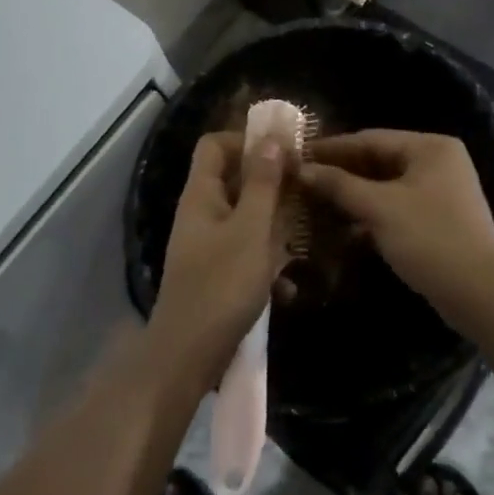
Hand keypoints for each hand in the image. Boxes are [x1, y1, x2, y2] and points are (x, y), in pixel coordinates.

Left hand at [148, 131, 288, 395]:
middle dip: (270, 183)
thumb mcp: (251, 229)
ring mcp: (207, 245)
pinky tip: (289, 284)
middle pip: (233, 179)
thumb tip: (270, 138)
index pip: (215, 144)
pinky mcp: (217, 274)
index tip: (284, 152)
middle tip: (305, 190)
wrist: (188, 356)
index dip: (246, 140)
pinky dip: (266, 260)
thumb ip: (262, 184)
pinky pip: (245, 252)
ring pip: (244, 217)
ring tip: (304, 236)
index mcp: (201, 195)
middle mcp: (201, 213)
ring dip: (274, 223)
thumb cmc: (222, 285)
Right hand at [300, 131, 493, 322]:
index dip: (332, 148)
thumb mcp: (379, 208)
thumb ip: (339, 185)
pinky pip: (396, 206)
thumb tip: (303, 169)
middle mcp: (438, 161)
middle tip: (302, 180)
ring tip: (314, 202)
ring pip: (386, 186)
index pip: (371, 138)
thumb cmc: (429, 238)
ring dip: (353, 195)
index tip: (299, 155)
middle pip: (379, 160)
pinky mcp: (438, 219)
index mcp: (430, 147)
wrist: (480, 293)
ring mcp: (440, 191)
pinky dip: (371, 213)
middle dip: (341, 173)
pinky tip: (342, 226)